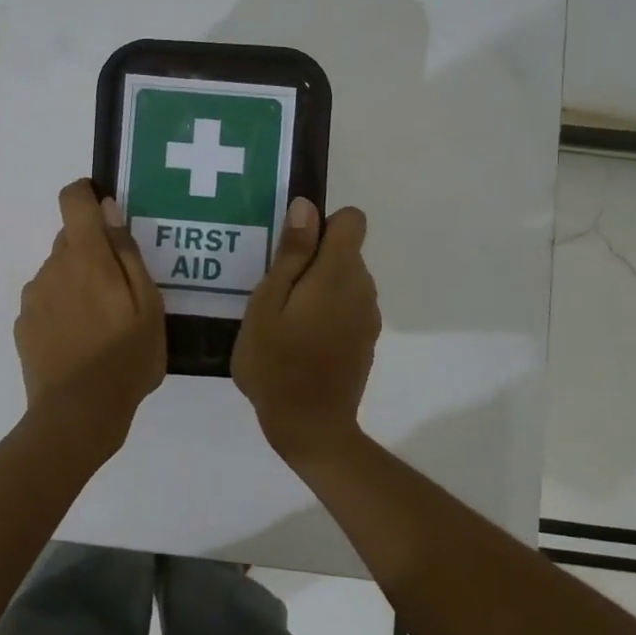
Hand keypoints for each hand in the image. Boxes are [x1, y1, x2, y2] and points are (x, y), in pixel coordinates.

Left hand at [15, 180, 165, 449]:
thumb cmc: (126, 358)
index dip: (87, 195)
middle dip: (93, 253)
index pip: (73, 199)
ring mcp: (33, 297)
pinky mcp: (23, 325)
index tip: (107, 213)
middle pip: (69, 239)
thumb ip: (127, 253)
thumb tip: (108, 210)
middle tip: (120, 290)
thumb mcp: (148, 305)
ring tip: (102, 323)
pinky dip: (62, 309)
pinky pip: (46, 301)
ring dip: (77, 283)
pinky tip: (80, 341)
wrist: (78, 414)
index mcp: (85, 256)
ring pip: (58, 272)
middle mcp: (52, 267)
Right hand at [232, 198, 380, 467]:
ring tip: (284, 318)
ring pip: (346, 280)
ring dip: (319, 286)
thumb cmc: (276, 363)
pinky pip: (348, 306)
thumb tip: (306, 207)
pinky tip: (301, 340)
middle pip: (346, 250)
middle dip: (313, 259)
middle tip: (275, 290)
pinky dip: (328, 311)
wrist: (310, 427)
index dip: (322, 224)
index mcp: (338, 273)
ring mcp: (368, 316)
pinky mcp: (366, 339)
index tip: (292, 249)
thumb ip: (290, 253)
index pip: (351, 220)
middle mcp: (362, 287)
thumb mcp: (267, 303)